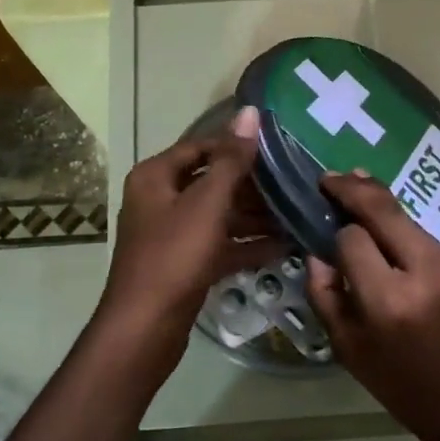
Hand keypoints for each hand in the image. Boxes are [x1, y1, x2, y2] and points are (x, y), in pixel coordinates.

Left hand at [99, 107, 284, 378]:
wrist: (145, 328)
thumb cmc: (174, 256)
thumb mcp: (207, 203)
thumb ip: (232, 160)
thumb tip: (250, 112)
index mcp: (156, 177)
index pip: (200, 147)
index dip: (235, 145)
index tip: (275, 148)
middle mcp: (160, 200)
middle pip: (211, 182)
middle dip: (251, 185)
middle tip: (293, 182)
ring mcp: (172, 234)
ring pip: (218, 215)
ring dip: (254, 216)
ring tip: (295, 214)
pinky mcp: (184, 264)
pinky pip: (219, 245)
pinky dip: (246, 245)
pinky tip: (282, 247)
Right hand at [307, 172, 439, 440]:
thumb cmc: (409, 390)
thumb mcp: (352, 354)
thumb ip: (326, 298)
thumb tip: (316, 255)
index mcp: (389, 300)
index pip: (352, 238)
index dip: (336, 234)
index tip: (325, 236)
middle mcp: (424, 270)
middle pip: (382, 208)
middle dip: (353, 188)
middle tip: (330, 178)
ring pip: (405, 218)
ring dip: (378, 205)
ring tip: (355, 187)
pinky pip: (424, 237)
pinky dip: (402, 232)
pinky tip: (391, 237)